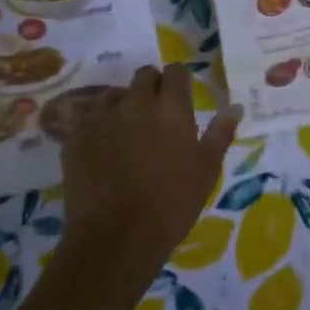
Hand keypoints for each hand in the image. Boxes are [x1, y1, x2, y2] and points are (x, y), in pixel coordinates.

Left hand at [59, 64, 240, 283]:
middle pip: (144, 75)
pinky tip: (100, 151)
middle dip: (151, 87)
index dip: (179, 80)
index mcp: (171, 108)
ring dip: (122, 106)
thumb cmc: (171, 205)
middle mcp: (136, 102)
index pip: (176, 71)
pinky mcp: (75, 136)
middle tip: (156, 115)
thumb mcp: (206, 171)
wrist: (115, 238)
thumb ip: (220, 133)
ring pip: (114, 95)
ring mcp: (102, 117)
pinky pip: (87, 119)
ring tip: (125, 133)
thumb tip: (234, 106)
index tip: (181, 96)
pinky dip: (96, 128)